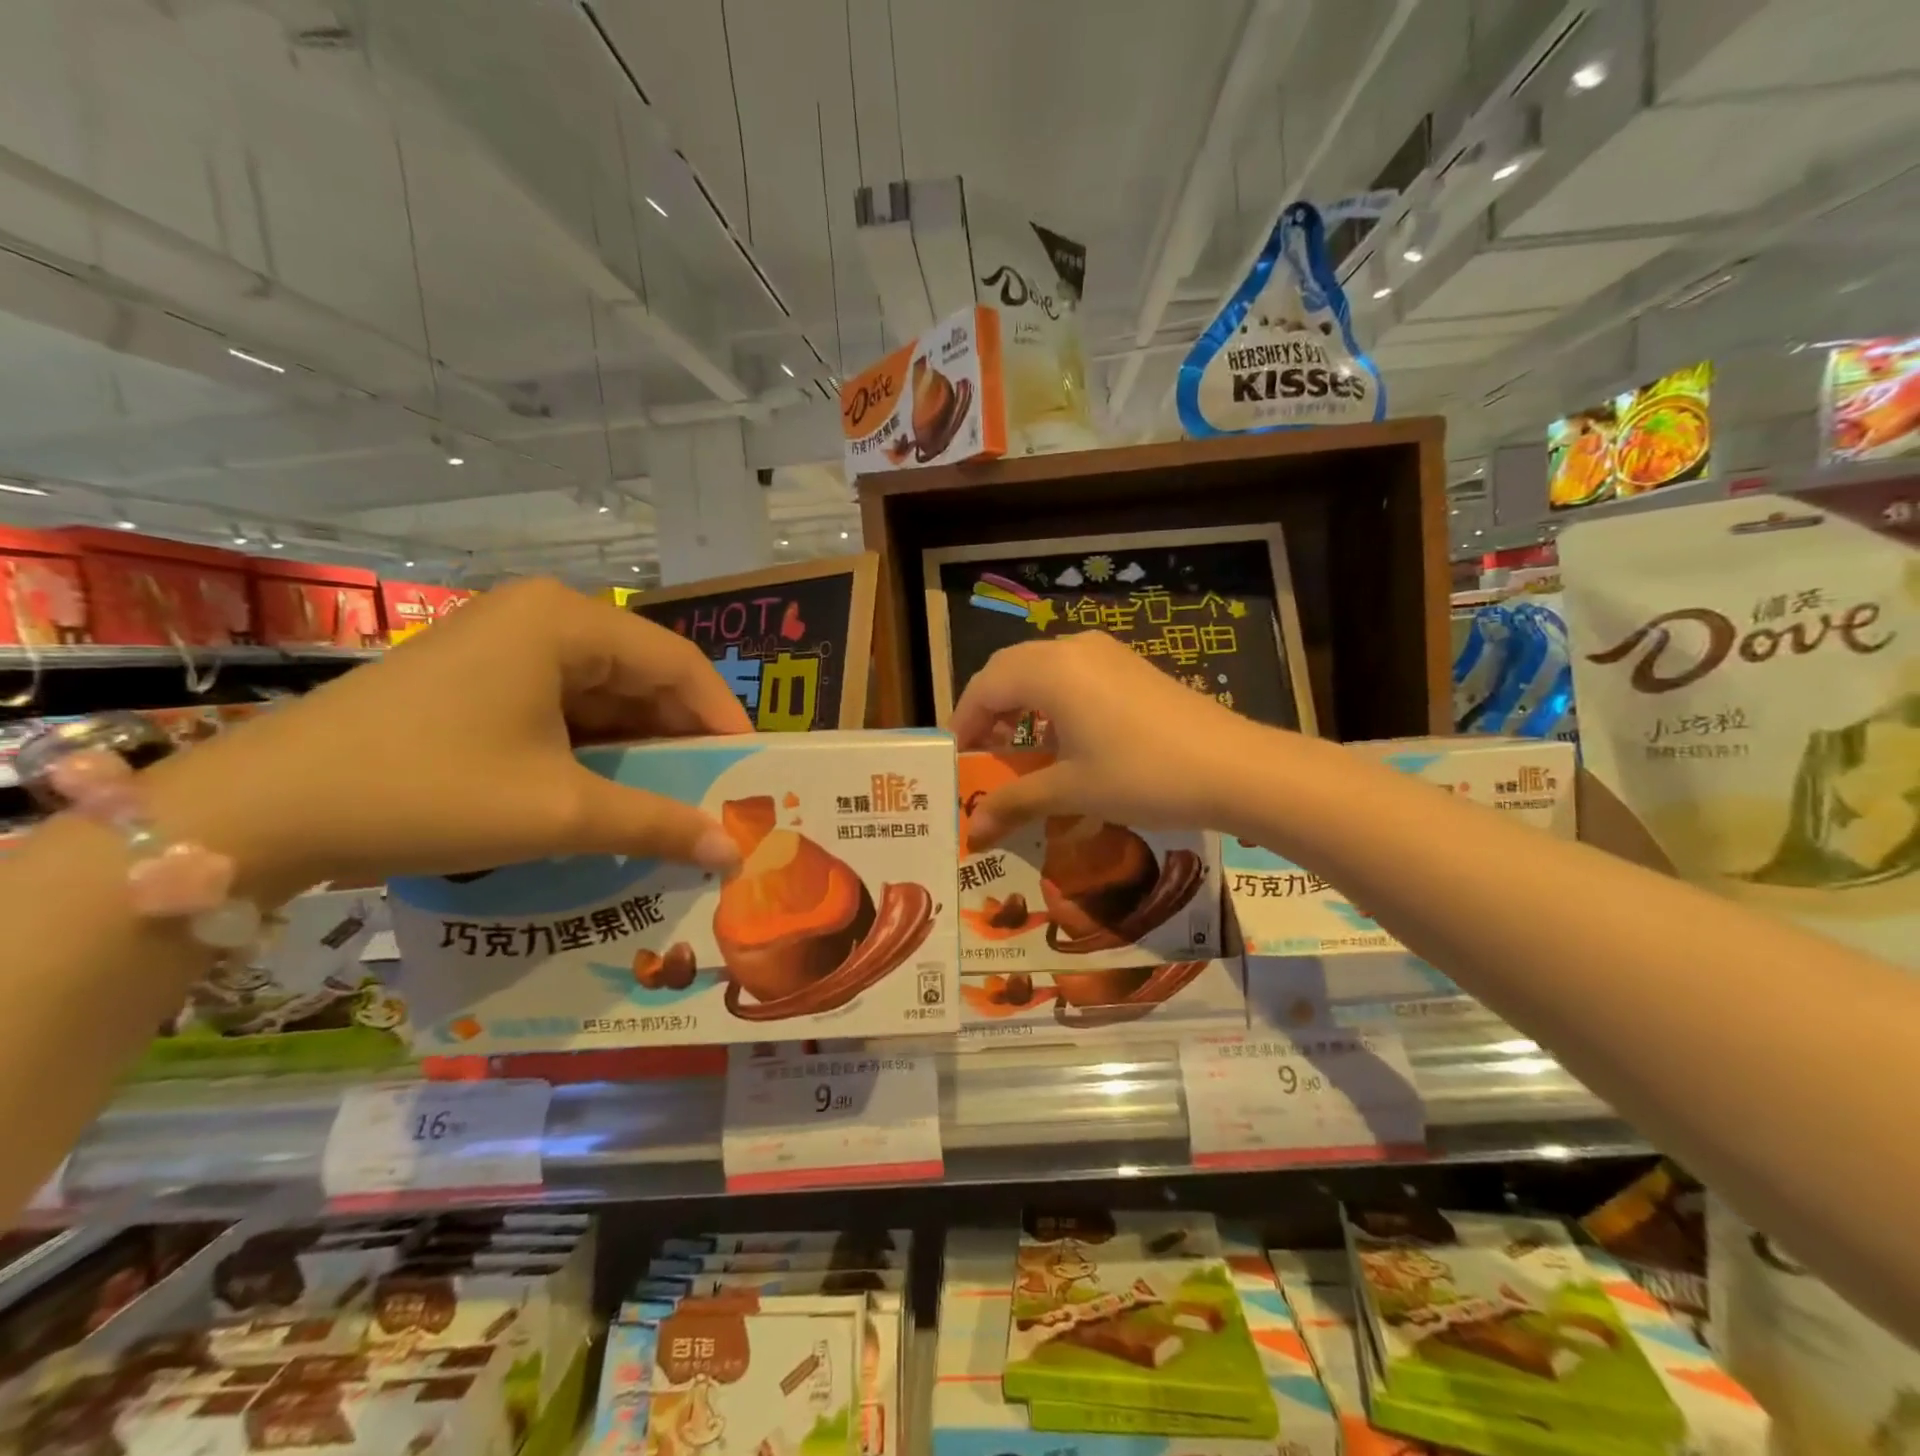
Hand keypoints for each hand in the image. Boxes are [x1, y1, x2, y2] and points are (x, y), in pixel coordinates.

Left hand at [149, 578, 752, 897]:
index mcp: (567, 622)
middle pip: (642, 676)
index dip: (725, 719)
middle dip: (682, 739)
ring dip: (640, 748)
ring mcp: (503, 644)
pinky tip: (611, 791)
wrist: (259, 812)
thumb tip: (734, 852)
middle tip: (718, 794)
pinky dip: (595, 749)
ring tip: (674, 800)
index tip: (753, 772)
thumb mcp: (560, 810)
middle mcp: (540, 617)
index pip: (679, 665)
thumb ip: (659, 823)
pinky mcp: (476, 678)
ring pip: (603, 694)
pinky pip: (562, 707)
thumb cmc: (428, 791)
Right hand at [950, 632, 1270, 845]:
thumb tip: (972, 831)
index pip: (984, 687)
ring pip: (1042, 668)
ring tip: (1017, 747)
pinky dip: (1052, 700)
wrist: (1234, 767)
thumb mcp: (1070, 791)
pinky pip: (1073, 673)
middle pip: (1009, 670)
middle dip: (988, 710)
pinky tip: (1064, 738)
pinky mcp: (1130, 666)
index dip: (964, 723)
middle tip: (981, 754)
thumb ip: (1014, 802)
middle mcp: (1072, 649)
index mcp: (1049, 670)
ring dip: (1020, 704)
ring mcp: (1106, 653)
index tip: (956, 760)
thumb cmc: (1141, 776)